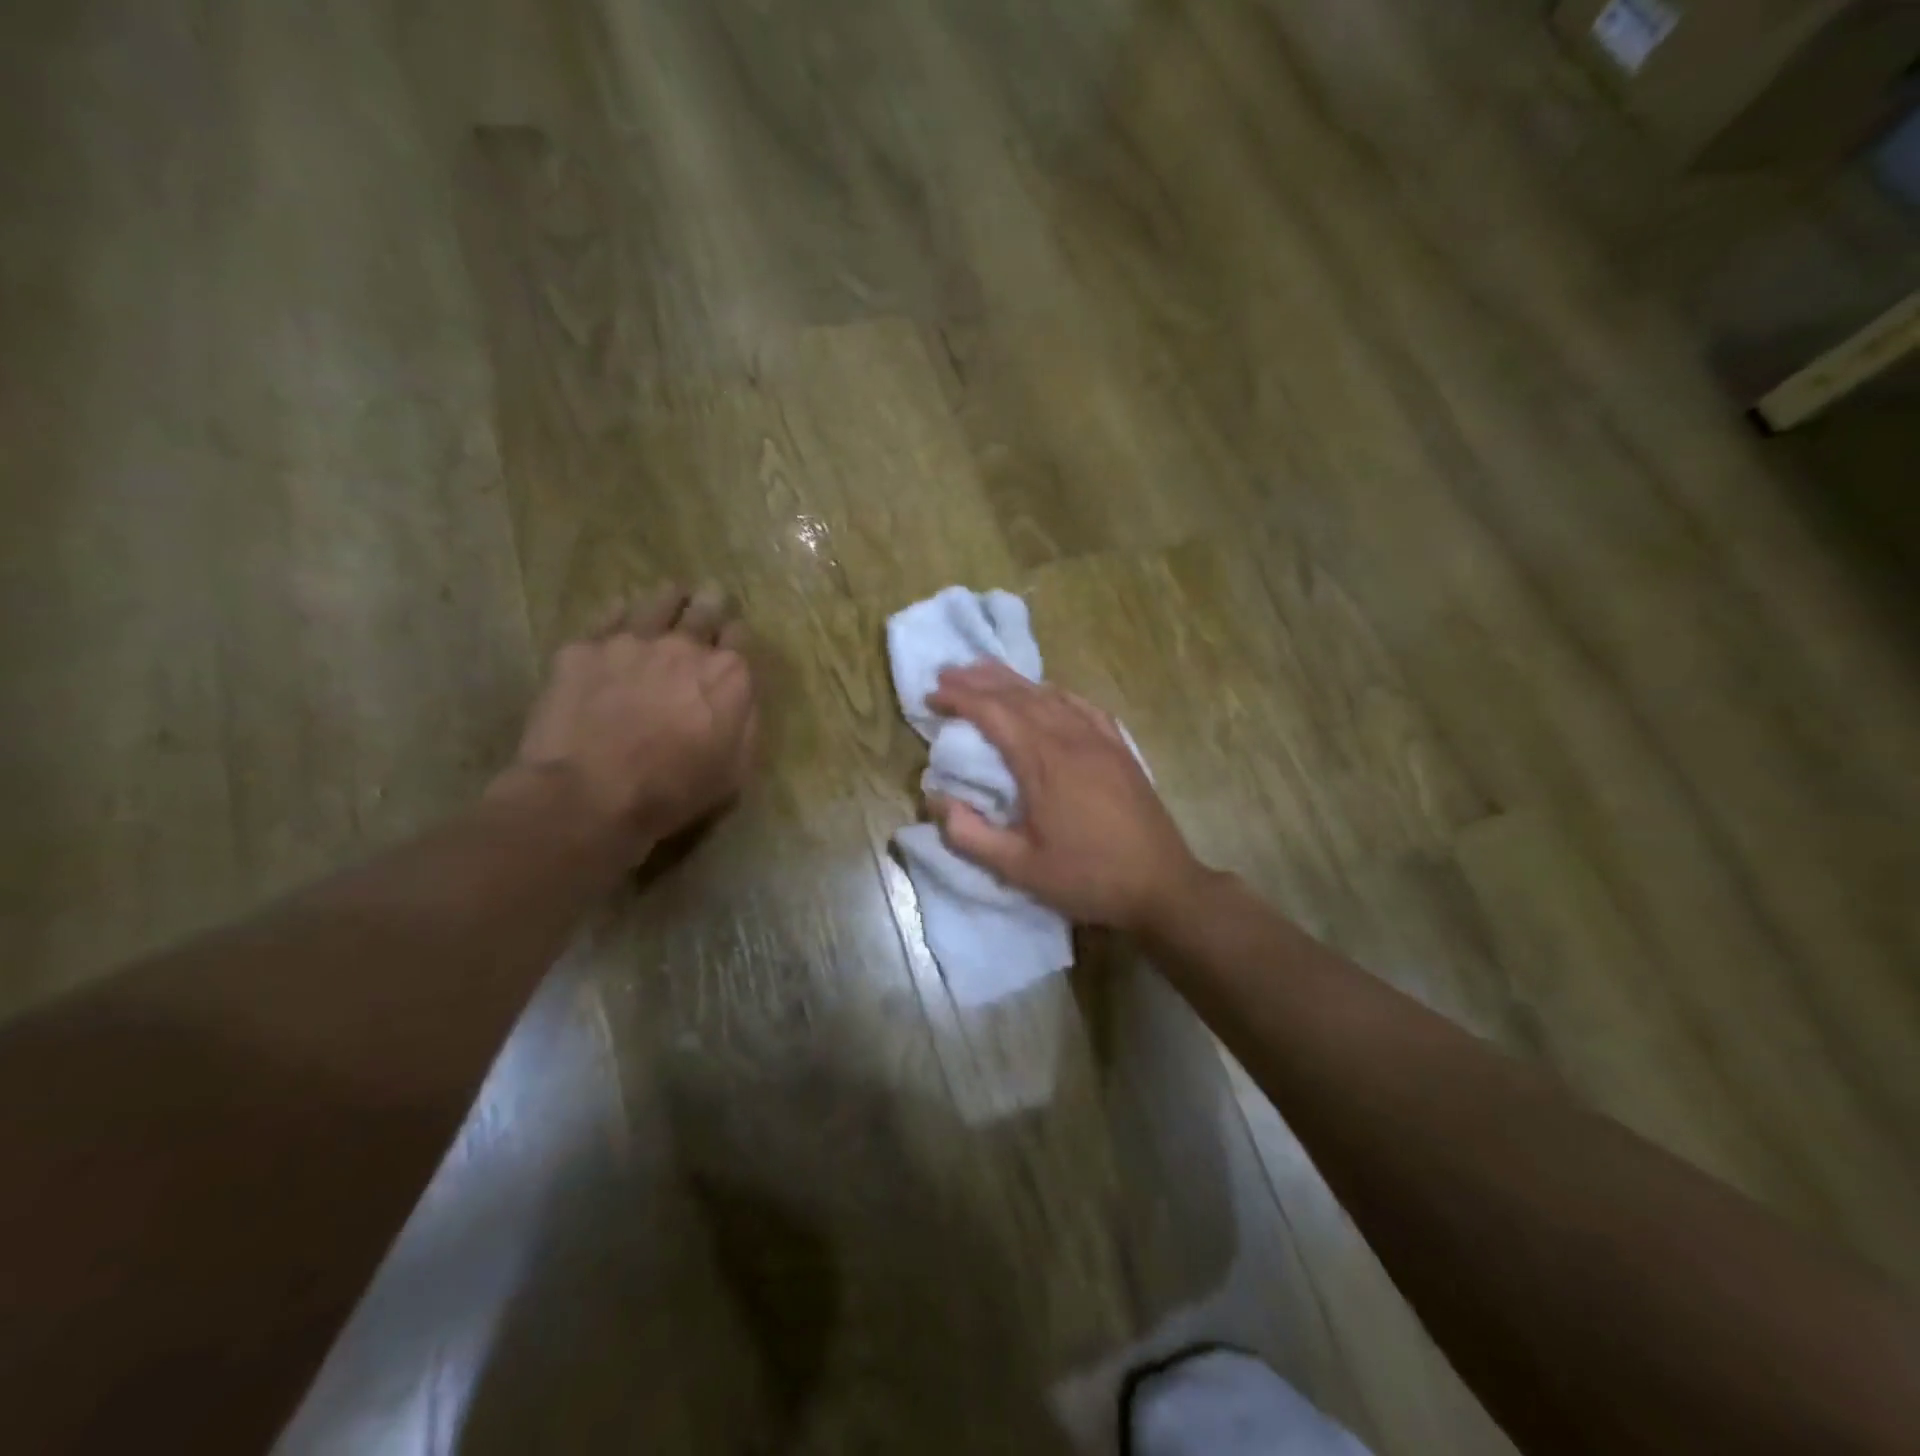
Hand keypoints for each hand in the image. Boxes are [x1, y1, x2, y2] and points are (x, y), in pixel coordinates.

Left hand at [494, 584, 757, 859]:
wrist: (589, 796)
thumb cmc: (672, 792)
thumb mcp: (734, 770)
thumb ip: (746, 723)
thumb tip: (744, 697)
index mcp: (729, 675)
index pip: (741, 637)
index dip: (736, 637)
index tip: (731, 641)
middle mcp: (686, 645)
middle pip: (705, 609)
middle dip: (711, 603)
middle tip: (709, 599)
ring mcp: (632, 640)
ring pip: (658, 601)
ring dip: (670, 599)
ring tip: (671, 596)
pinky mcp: (584, 647)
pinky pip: (608, 615)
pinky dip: (621, 613)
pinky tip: (621, 616)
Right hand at [926, 662, 1206, 933]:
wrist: (1161, 885)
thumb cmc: (1087, 878)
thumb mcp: (1019, 869)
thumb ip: (970, 834)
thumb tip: (935, 799)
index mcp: (1044, 762)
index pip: (993, 713)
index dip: (960, 699)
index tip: (932, 695)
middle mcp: (1072, 738)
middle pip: (1020, 694)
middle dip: (980, 681)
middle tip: (948, 673)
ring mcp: (1101, 739)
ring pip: (1051, 694)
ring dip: (1014, 681)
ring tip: (985, 672)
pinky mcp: (1120, 748)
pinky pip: (1082, 706)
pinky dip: (1054, 693)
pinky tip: (1047, 692)